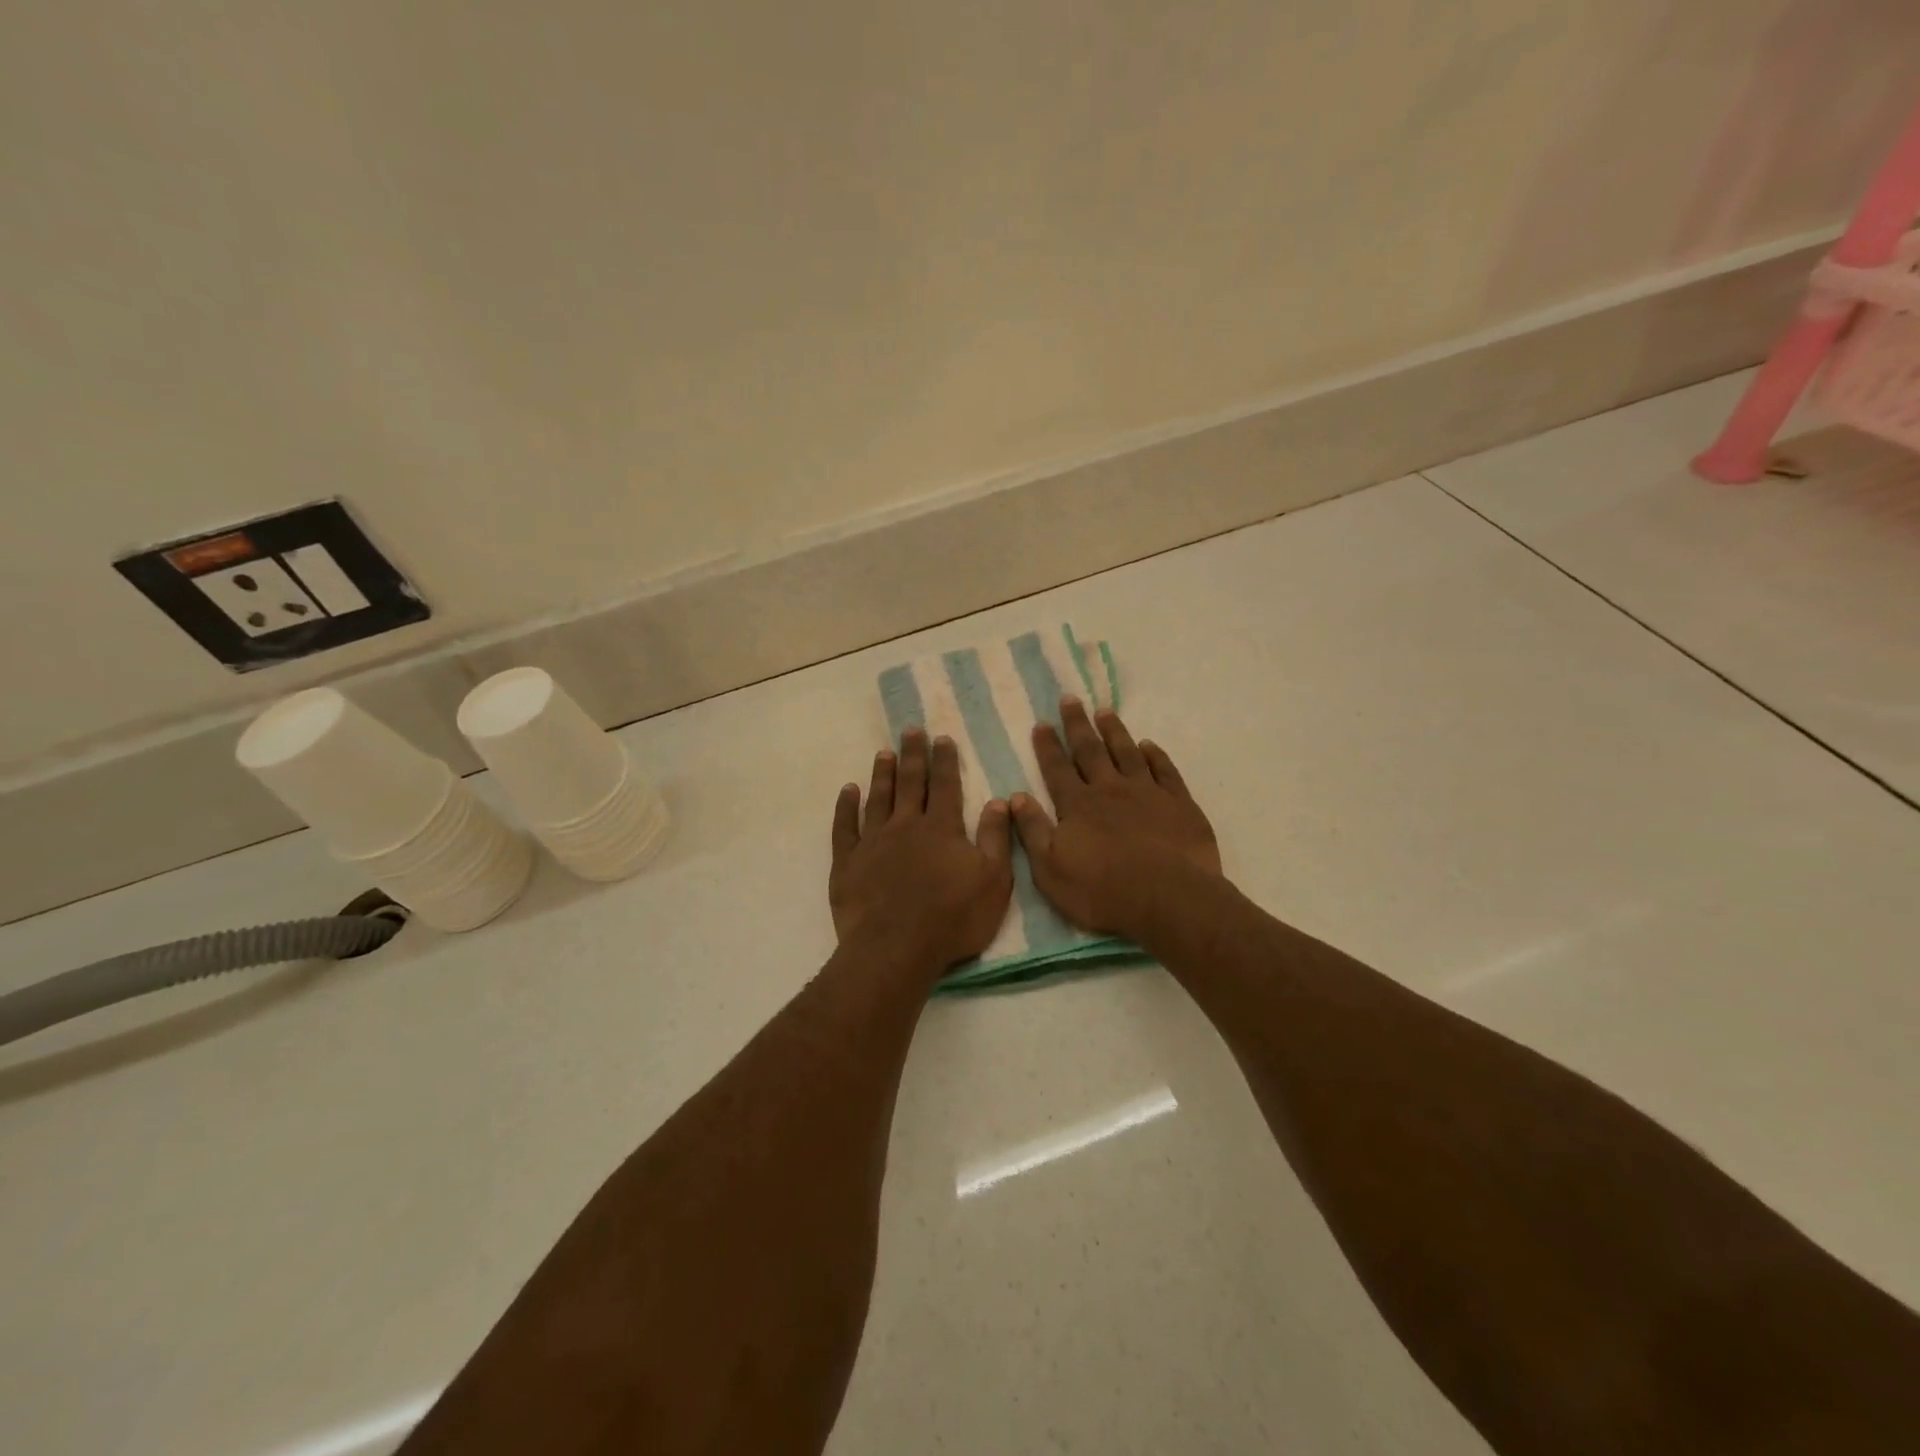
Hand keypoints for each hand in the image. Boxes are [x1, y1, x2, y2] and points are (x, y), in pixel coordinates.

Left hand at [829, 727, 1014, 968]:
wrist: (896, 948)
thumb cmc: (953, 918)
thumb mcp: (993, 880)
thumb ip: (996, 838)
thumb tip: (998, 801)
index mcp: (942, 828)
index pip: (946, 786)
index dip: (945, 761)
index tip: (942, 738)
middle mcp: (906, 825)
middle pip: (911, 783)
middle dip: (913, 755)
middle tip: (911, 730)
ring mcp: (873, 842)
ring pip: (878, 798)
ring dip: (882, 774)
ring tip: (883, 753)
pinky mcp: (847, 862)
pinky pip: (845, 827)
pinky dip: (846, 807)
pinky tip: (848, 791)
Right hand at [1009, 698, 1221, 938]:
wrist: (1169, 900)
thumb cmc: (1102, 891)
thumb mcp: (1050, 870)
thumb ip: (1033, 831)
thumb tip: (1015, 797)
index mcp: (1078, 805)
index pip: (1057, 768)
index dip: (1048, 746)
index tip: (1042, 723)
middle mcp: (1110, 790)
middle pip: (1090, 751)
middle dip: (1078, 725)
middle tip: (1070, 699)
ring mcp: (1147, 793)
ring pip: (1127, 753)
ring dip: (1114, 731)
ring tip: (1105, 711)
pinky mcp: (1179, 804)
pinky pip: (1165, 770)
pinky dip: (1155, 755)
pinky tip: (1149, 745)